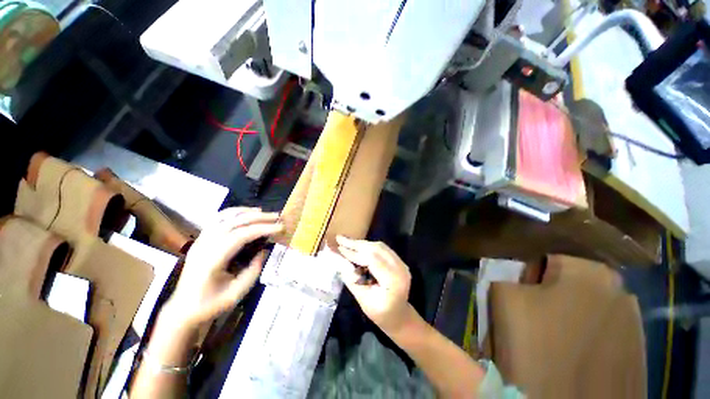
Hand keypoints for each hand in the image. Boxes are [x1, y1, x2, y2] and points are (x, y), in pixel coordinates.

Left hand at [165, 207, 282, 327]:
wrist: (184, 309)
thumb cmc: (211, 304)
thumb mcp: (237, 293)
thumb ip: (253, 270)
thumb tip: (264, 251)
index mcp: (212, 259)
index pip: (241, 235)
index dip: (263, 229)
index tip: (280, 227)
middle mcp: (205, 245)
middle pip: (234, 222)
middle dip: (259, 217)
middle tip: (278, 216)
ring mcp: (201, 240)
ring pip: (225, 216)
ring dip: (246, 212)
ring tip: (263, 212)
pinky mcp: (201, 239)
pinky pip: (217, 219)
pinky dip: (233, 212)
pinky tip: (245, 213)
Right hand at [335, 236, 411, 334]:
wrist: (399, 316)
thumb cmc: (381, 314)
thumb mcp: (364, 301)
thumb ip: (352, 280)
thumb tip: (339, 262)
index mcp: (393, 280)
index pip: (372, 259)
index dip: (354, 252)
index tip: (339, 247)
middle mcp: (400, 268)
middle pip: (376, 249)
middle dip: (356, 244)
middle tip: (340, 239)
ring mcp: (401, 263)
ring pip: (379, 246)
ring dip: (362, 243)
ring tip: (346, 241)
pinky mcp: (398, 261)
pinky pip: (382, 248)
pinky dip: (368, 246)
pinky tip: (358, 246)